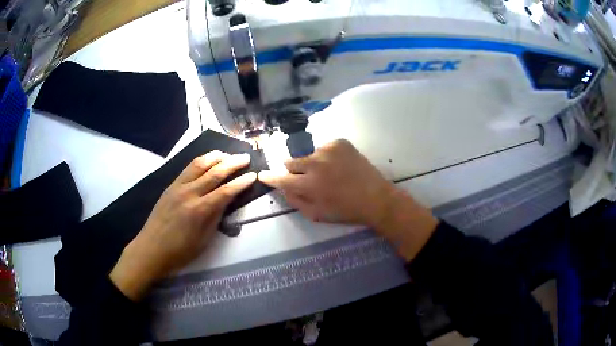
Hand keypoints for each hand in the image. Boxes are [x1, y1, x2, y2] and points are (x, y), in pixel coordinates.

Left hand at [110, 151, 255, 300]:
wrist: (152, 249)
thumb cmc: (180, 251)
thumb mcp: (204, 240)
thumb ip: (216, 217)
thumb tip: (226, 201)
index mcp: (200, 210)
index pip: (226, 191)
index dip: (241, 182)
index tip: (253, 175)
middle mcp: (189, 193)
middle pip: (214, 172)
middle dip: (232, 163)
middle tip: (245, 157)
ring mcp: (178, 187)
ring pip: (199, 164)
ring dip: (216, 157)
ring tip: (227, 154)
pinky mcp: (170, 186)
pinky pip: (187, 168)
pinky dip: (200, 161)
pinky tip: (207, 160)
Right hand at [259, 139, 395, 226]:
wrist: (376, 198)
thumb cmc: (345, 211)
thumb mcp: (316, 215)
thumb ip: (295, 201)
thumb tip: (283, 188)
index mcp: (308, 185)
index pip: (280, 178)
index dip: (270, 177)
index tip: (263, 174)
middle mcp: (314, 163)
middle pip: (291, 162)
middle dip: (295, 171)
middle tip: (308, 179)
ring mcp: (328, 150)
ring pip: (309, 155)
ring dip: (313, 164)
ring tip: (330, 174)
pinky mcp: (340, 142)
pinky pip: (324, 148)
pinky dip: (327, 156)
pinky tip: (339, 166)